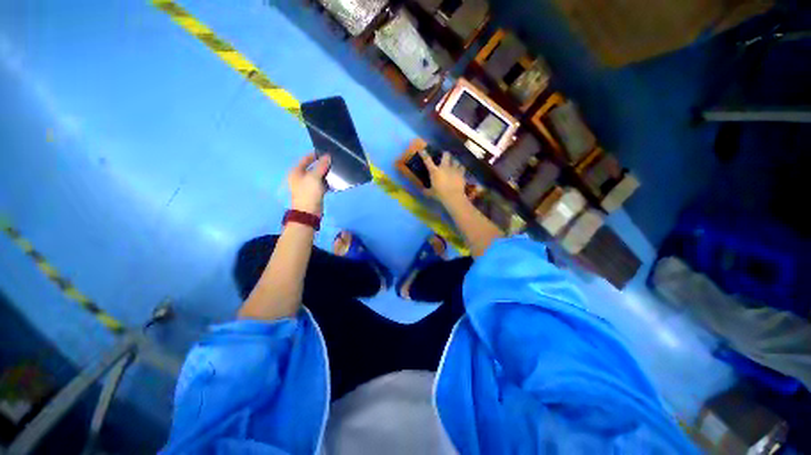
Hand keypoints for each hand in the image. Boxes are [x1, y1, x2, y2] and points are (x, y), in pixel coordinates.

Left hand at [288, 152, 330, 214]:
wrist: (308, 212)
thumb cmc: (308, 192)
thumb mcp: (314, 177)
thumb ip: (321, 166)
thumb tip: (327, 156)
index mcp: (297, 171)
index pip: (306, 159)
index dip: (314, 155)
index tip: (326, 152)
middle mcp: (301, 177)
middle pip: (313, 167)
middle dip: (322, 164)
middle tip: (333, 161)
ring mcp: (308, 185)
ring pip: (318, 176)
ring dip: (326, 173)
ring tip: (336, 169)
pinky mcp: (315, 192)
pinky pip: (322, 184)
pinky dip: (327, 182)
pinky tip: (335, 180)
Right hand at [418, 150, 466, 205]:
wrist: (453, 196)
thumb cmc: (440, 194)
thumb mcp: (431, 193)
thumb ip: (426, 190)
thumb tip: (421, 190)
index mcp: (435, 171)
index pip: (427, 160)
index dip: (424, 154)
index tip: (422, 150)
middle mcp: (444, 167)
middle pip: (446, 155)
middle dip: (445, 154)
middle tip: (445, 156)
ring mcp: (454, 169)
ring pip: (455, 160)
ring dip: (454, 162)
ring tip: (454, 164)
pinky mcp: (461, 173)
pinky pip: (462, 167)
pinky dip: (461, 168)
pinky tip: (460, 170)